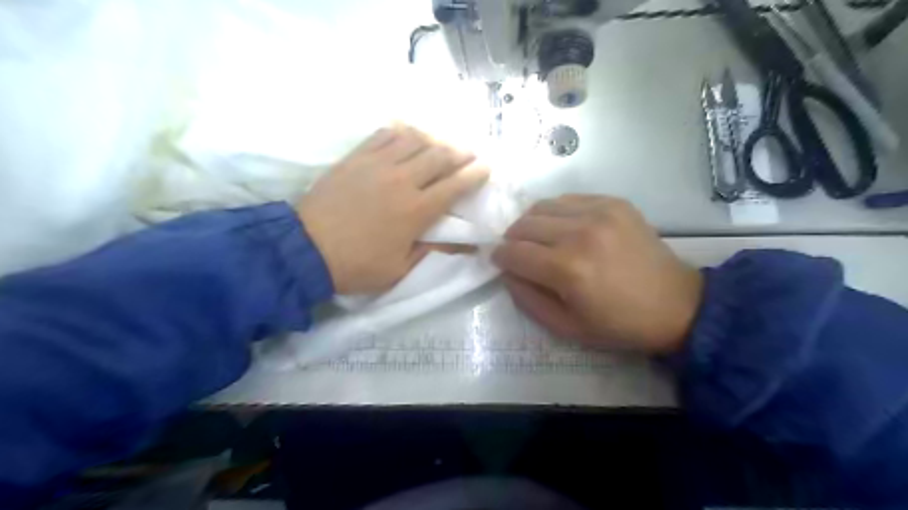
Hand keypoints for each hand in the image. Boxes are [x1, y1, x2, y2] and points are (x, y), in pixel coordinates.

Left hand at [298, 124, 488, 295]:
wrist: (305, 249)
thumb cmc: (357, 265)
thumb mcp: (400, 269)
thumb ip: (432, 252)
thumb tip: (464, 247)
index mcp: (416, 211)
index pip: (455, 186)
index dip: (474, 175)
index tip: (485, 168)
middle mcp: (402, 180)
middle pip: (440, 156)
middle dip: (460, 153)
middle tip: (469, 153)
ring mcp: (377, 164)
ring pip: (415, 140)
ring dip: (434, 139)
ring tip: (440, 144)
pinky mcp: (356, 157)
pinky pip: (385, 134)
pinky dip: (402, 132)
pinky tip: (408, 135)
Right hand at [494, 195, 703, 354]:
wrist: (676, 305)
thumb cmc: (618, 324)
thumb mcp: (566, 327)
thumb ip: (527, 299)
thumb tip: (507, 273)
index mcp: (567, 270)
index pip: (513, 253)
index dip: (499, 257)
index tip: (499, 262)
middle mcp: (580, 233)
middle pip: (524, 225)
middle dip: (512, 240)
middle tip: (519, 253)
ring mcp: (599, 212)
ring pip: (542, 207)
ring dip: (531, 224)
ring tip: (539, 239)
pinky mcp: (614, 203)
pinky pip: (568, 199)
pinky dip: (556, 213)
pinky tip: (564, 228)